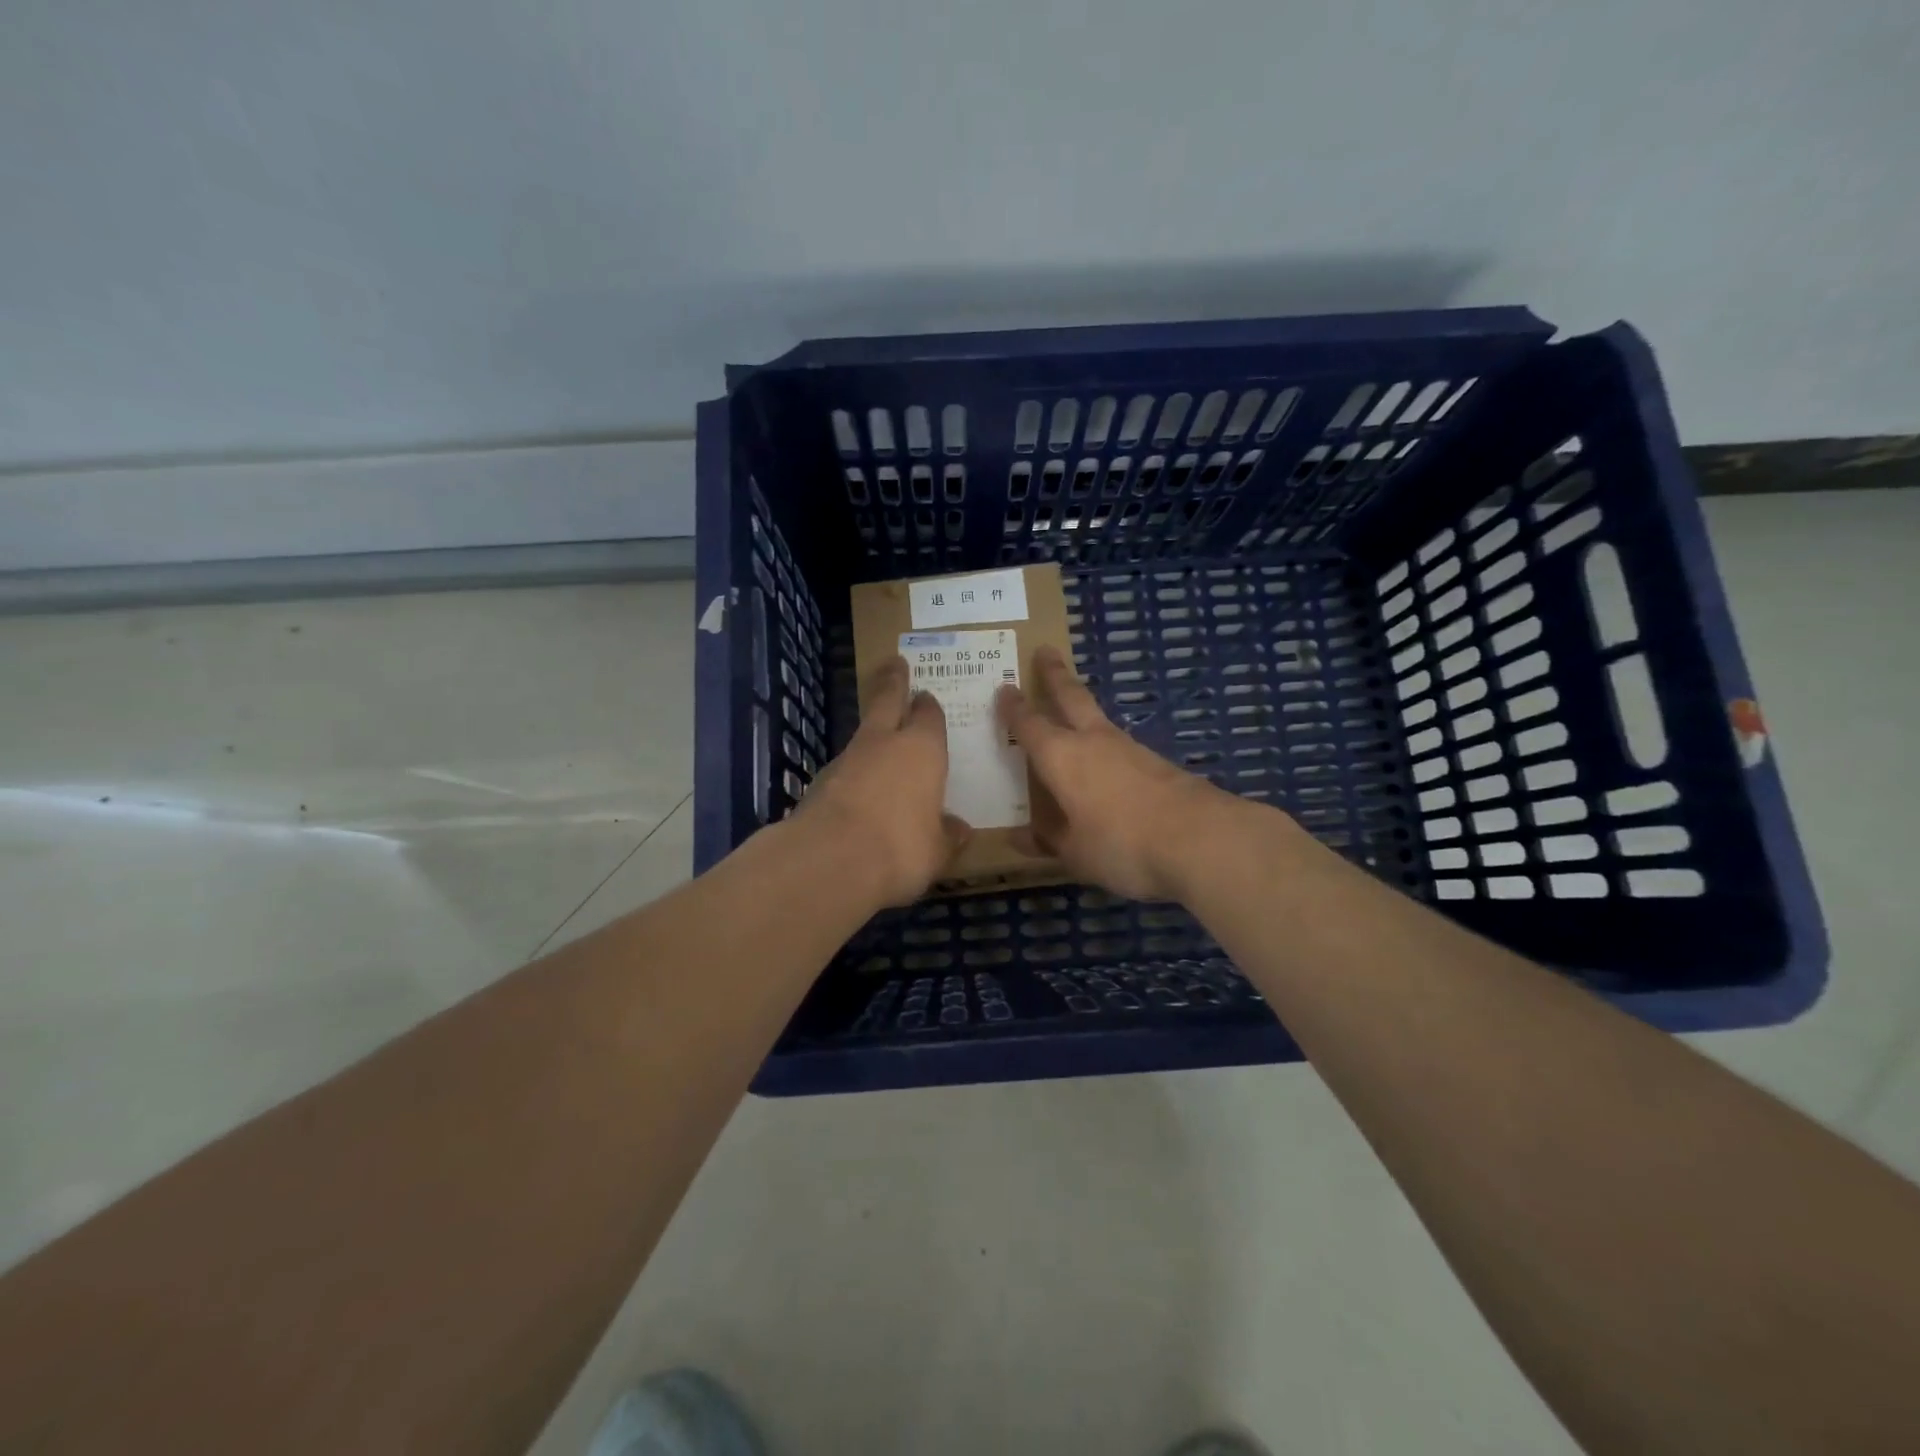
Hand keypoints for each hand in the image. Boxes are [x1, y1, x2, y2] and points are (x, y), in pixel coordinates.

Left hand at [797, 656, 970, 906]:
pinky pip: (844, 768)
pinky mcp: (819, 782)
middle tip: (895, 664)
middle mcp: (884, 743)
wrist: (830, 860)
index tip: (927, 697)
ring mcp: (847, 759)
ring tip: (879, 740)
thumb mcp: (937, 850)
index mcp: (923, 750)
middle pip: (887, 701)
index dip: (929, 707)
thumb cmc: (901, 847)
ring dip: (871, 732)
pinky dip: (852, 772)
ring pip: (862, 735)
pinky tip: (858, 790)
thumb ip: (947, 836)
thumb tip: (959, 830)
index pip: (929, 716)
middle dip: (893, 682)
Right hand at [997, 647, 1232, 901]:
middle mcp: (1093, 741)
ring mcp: (1130, 748)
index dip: (1014, 708)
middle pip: (1071, 696)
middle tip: (1045, 650)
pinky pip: (1120, 746)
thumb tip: (1018, 838)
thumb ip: (1047, 841)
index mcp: (1061, 757)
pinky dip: (1106, 744)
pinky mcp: (1158, 763)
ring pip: (1098, 718)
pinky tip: (1108, 762)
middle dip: (1055, 674)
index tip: (1004, 689)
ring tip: (1073, 709)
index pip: (1030, 724)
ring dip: (1082, 707)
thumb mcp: (1075, 853)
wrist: (1200, 839)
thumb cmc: (1121, 844)